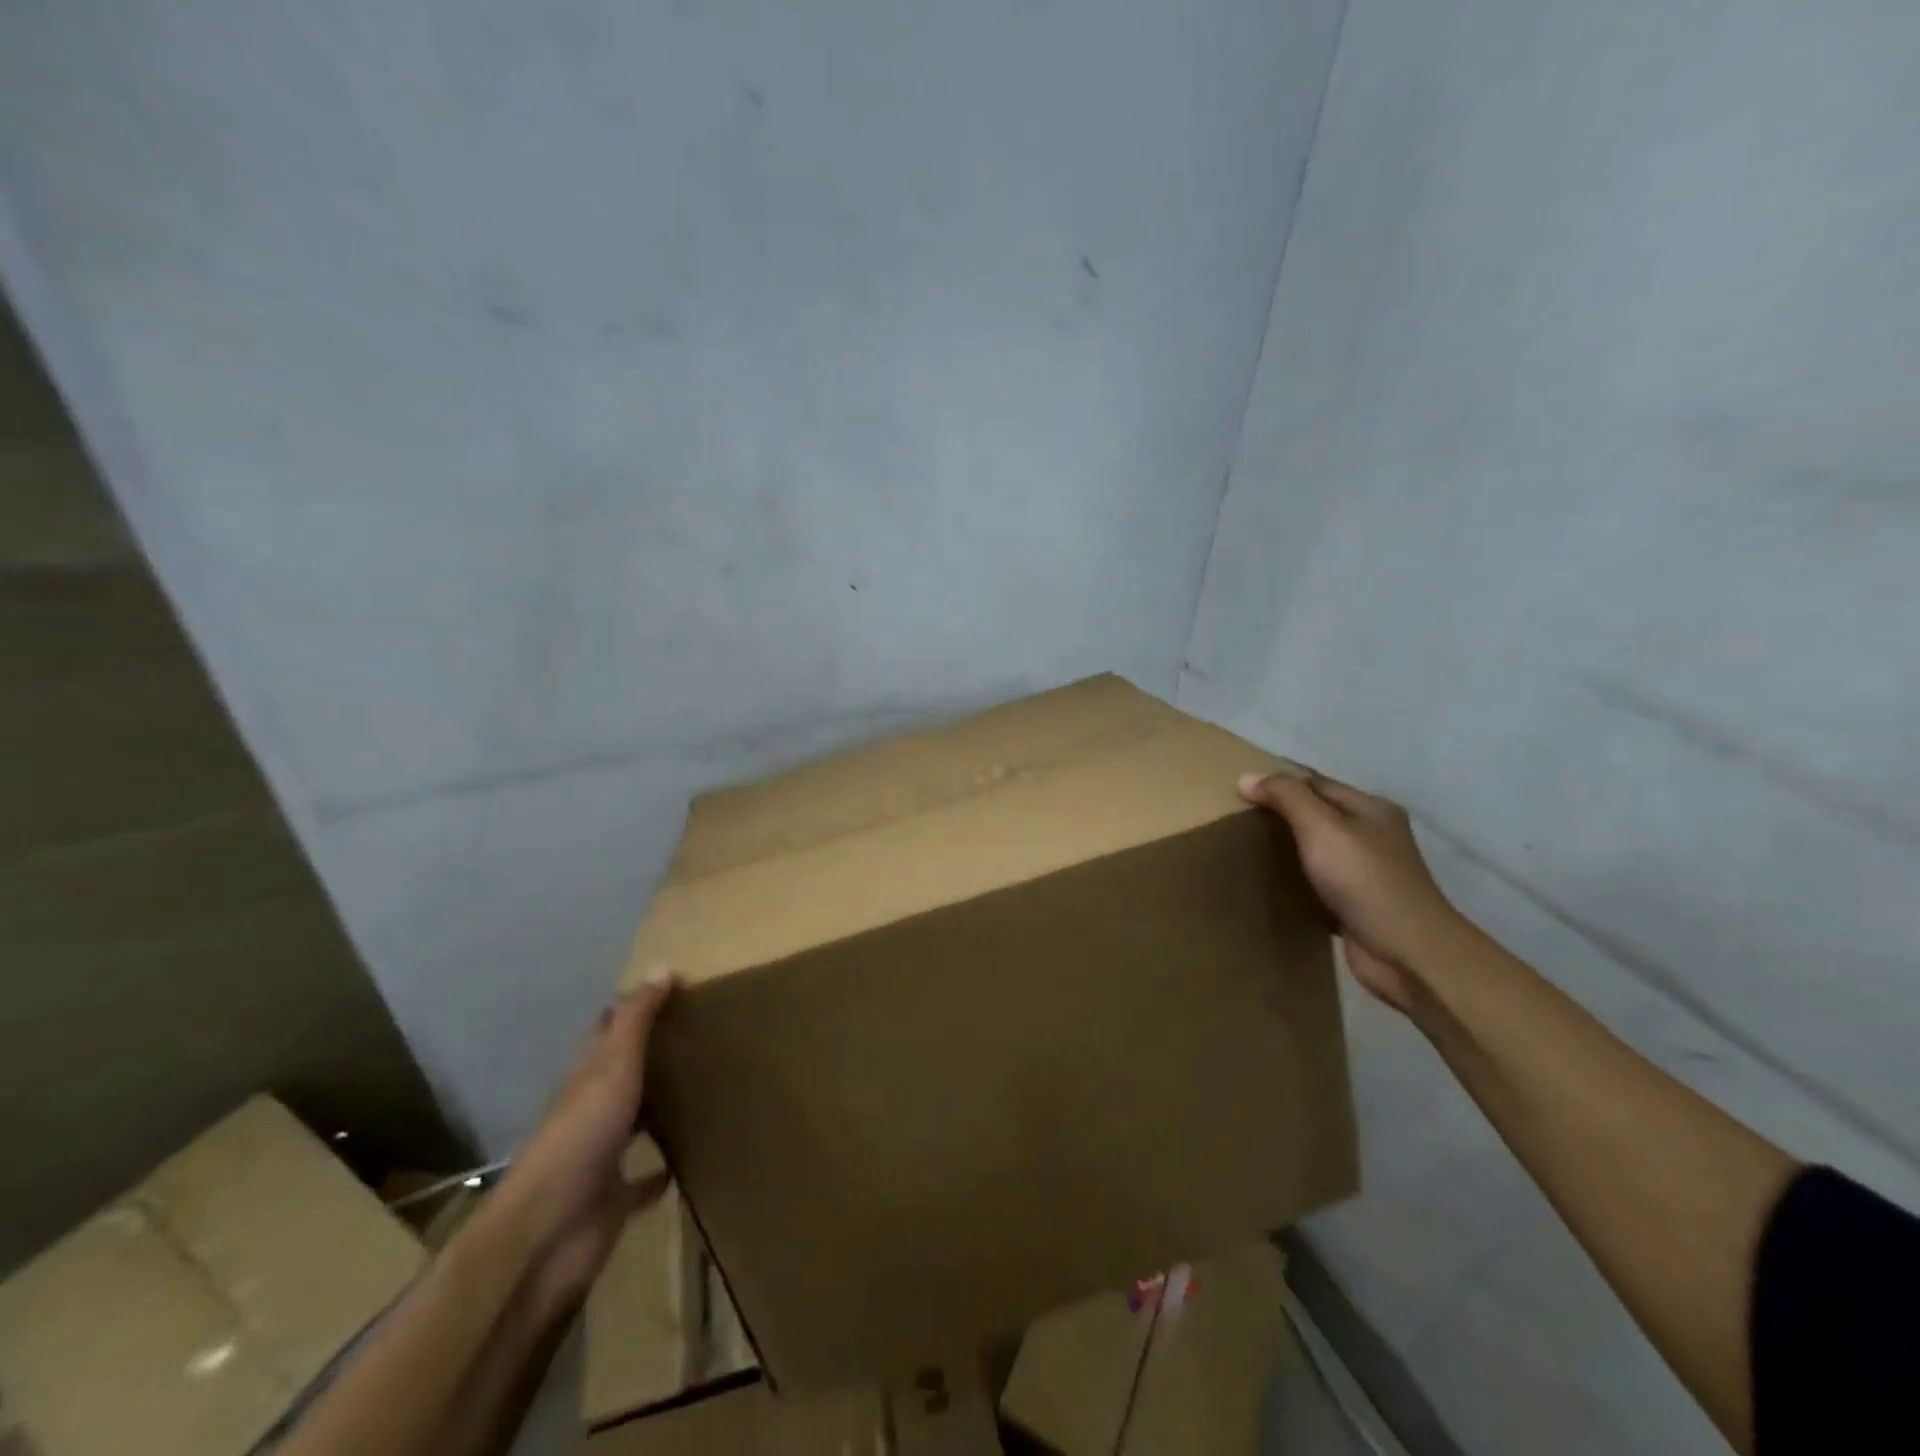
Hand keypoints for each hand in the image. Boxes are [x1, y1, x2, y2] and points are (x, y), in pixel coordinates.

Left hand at [492, 968, 675, 1305]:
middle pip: (622, 1073)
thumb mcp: (612, 1065)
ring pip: (634, 1122)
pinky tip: (686, 1161)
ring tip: (703, 1088)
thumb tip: (661, 968)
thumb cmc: (580, 1136)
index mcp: (586, 1076)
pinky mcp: (613, 1198)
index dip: (634, 1007)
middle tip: (700, 1034)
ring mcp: (600, 1155)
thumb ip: (636, 1020)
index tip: (675, 988)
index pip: (607, 1029)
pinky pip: (643, 1179)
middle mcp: (591, 1110)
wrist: (547, 1233)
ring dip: (659, 1108)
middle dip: (653, 1055)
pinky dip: (660, 1170)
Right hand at [1239, 770, 1465, 1012]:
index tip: (1239, 794)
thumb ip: (1286, 797)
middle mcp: (1372, 836)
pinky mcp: (1357, 906)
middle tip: (1236, 823)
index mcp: (1371, 809)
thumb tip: (1246, 777)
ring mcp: (1367, 873)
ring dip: (1286, 852)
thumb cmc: (1365, 880)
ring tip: (1246, 852)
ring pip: (1316, 852)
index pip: (1315, 784)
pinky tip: (1270, 887)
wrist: (1407, 953)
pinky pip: (1318, 885)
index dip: (1279, 785)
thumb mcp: (1322, 827)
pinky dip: (1296, 884)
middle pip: (1316, 816)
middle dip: (1280, 818)